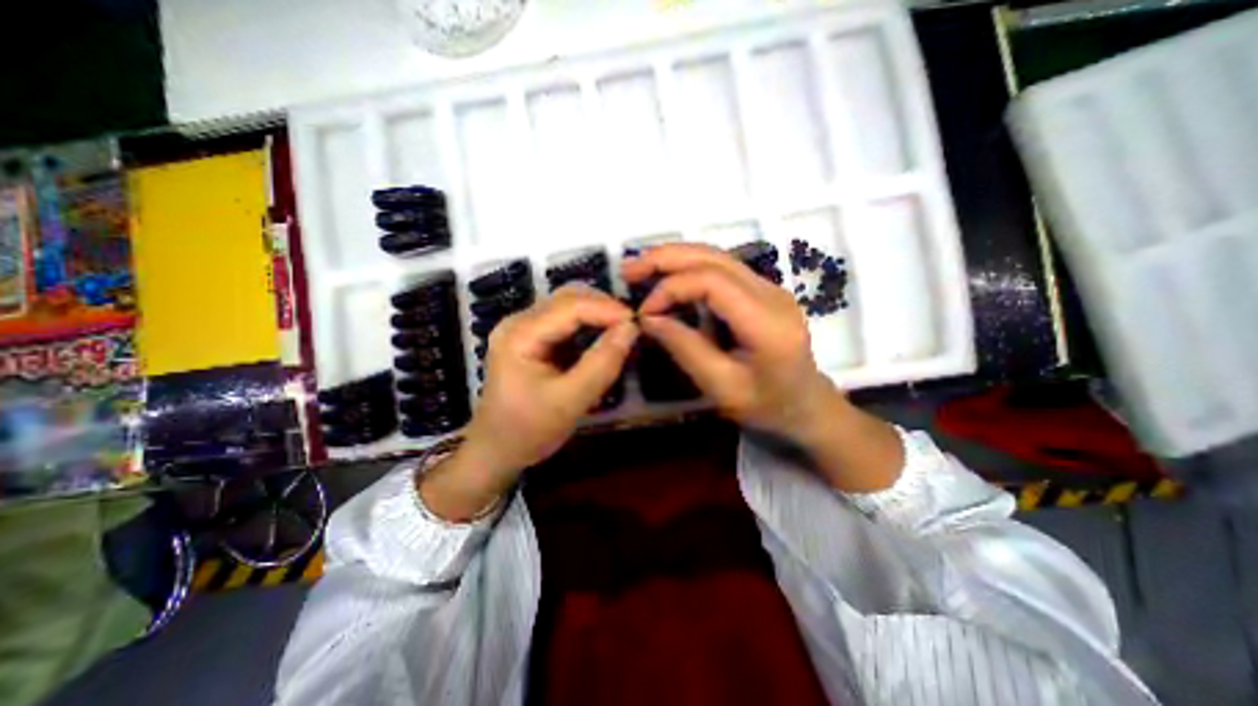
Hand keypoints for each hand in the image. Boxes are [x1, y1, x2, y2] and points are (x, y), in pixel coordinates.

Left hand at [420, 285, 639, 520]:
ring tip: (623, 333)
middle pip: (569, 298)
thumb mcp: (569, 401)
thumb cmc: (528, 430)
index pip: (570, 306)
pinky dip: (591, 326)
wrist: (497, 450)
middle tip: (632, 328)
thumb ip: (601, 364)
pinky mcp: (535, 338)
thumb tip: (631, 329)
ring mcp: (526, 328)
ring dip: (599, 315)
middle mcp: (520, 321)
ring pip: (570, 306)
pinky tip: (605, 339)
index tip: (637, 323)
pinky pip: (568, 321)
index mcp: (520, 334)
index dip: (607, 309)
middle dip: (604, 308)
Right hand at [621, 243, 832, 441]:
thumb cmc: (767, 406)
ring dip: (675, 258)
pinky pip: (722, 269)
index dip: (671, 288)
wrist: (807, 406)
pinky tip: (668, 277)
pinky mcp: (763, 291)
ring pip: (717, 256)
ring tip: (641, 268)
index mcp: (767, 323)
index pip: (712, 281)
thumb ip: (685, 348)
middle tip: (629, 270)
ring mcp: (770, 288)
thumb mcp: (721, 388)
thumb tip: (648, 318)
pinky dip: (689, 268)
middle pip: (714, 257)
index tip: (644, 312)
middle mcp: (772, 294)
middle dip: (666, 258)